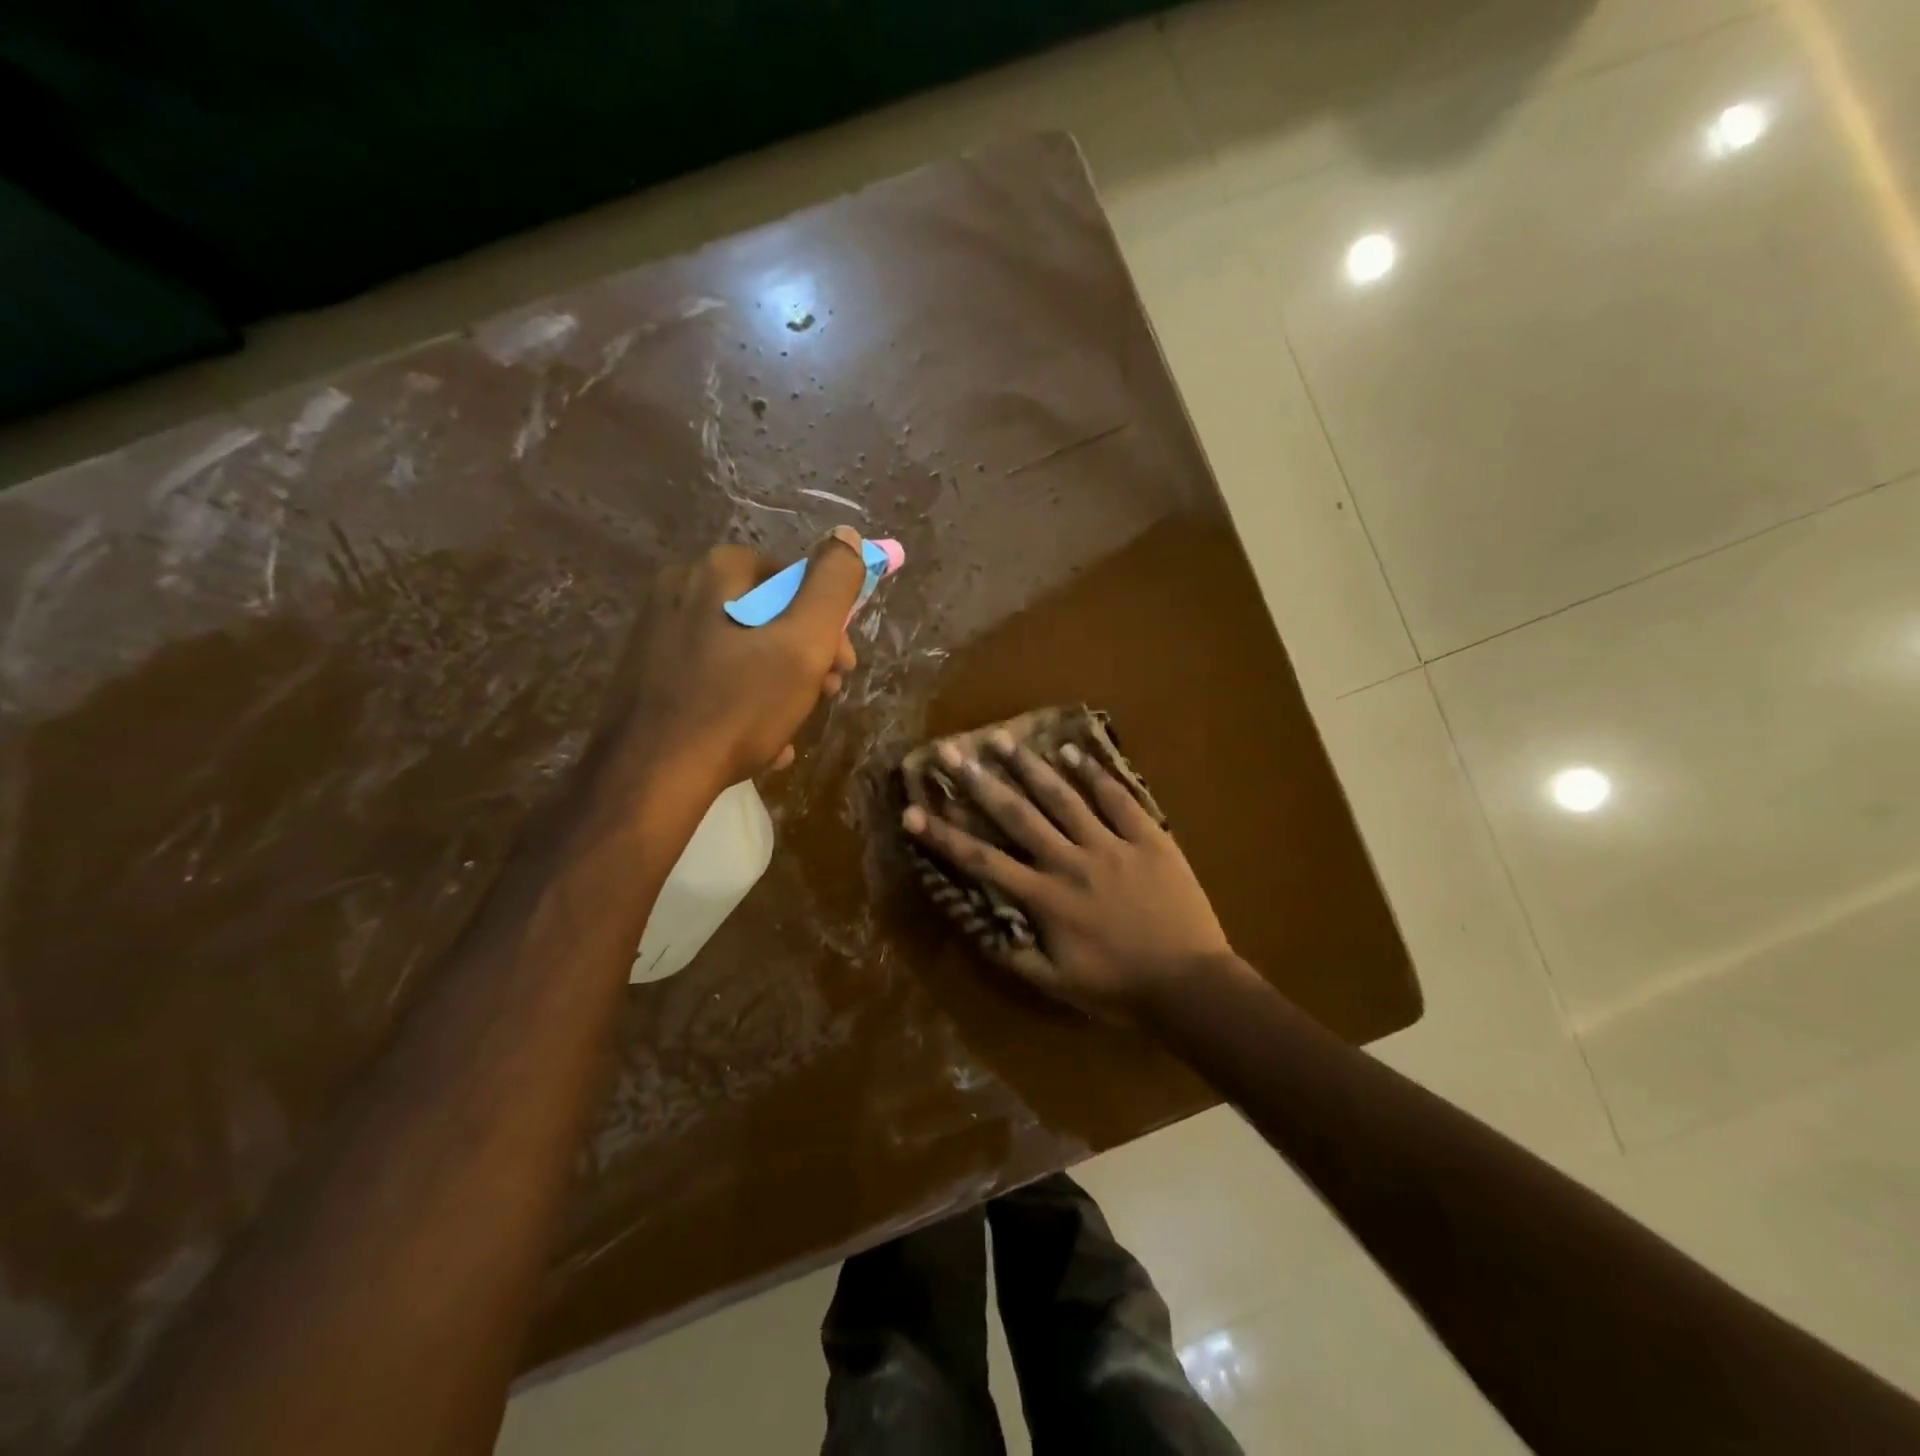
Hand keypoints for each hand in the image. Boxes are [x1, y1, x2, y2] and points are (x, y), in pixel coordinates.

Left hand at [610, 527, 865, 790]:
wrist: (649, 778)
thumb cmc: (737, 706)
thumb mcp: (803, 643)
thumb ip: (832, 586)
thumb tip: (847, 535)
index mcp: (717, 571)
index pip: (794, 578)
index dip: (829, 622)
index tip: (841, 666)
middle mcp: (680, 588)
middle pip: (767, 614)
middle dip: (804, 656)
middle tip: (822, 696)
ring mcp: (656, 632)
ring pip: (741, 650)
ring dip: (777, 685)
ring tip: (790, 727)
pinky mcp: (645, 673)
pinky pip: (710, 678)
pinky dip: (740, 703)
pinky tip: (758, 742)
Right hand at [901, 731, 1231, 1021]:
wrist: (1189, 984)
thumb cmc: (1119, 988)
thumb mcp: (1057, 984)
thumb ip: (1014, 955)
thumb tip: (976, 927)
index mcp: (1045, 898)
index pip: (982, 861)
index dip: (943, 836)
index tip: (912, 811)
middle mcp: (1070, 862)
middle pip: (1018, 815)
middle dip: (980, 783)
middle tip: (953, 751)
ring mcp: (1111, 845)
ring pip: (1063, 797)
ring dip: (1030, 766)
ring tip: (1003, 738)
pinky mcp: (1148, 838)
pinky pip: (1118, 798)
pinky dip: (1095, 773)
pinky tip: (1073, 750)